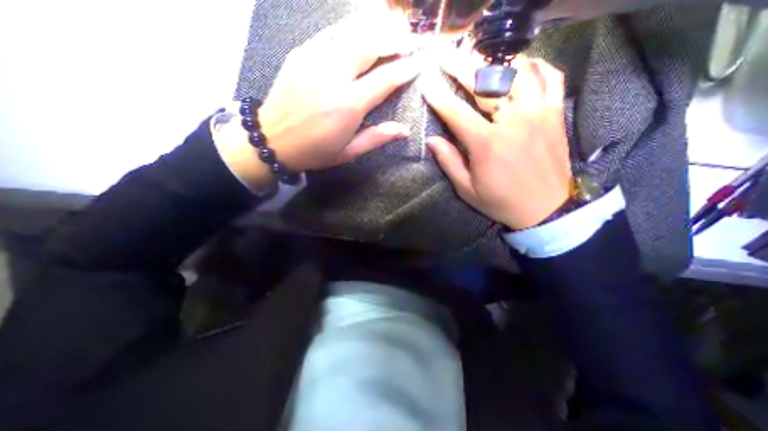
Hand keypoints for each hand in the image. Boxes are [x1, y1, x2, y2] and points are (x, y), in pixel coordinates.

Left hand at [216, 7, 419, 187]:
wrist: (271, 139)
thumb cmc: (314, 151)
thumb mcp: (348, 152)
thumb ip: (376, 138)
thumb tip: (405, 130)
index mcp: (348, 105)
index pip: (385, 79)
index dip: (405, 68)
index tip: (420, 62)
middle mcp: (334, 77)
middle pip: (370, 45)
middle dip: (395, 39)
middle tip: (411, 38)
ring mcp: (315, 60)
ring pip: (352, 32)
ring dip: (376, 26)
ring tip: (394, 24)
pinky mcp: (301, 53)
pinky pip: (331, 33)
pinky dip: (352, 27)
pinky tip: (363, 26)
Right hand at [423, 53, 572, 230]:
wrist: (546, 209)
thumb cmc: (501, 201)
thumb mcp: (467, 189)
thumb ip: (450, 162)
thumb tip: (432, 141)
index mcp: (487, 144)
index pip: (457, 113)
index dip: (439, 97)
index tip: (427, 84)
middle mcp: (513, 122)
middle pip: (485, 84)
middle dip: (462, 68)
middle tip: (447, 57)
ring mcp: (538, 115)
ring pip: (519, 73)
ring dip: (497, 63)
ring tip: (482, 60)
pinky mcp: (555, 115)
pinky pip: (552, 79)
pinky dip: (538, 66)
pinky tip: (524, 66)